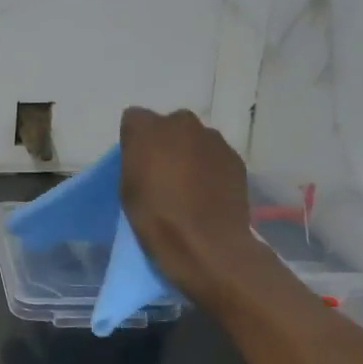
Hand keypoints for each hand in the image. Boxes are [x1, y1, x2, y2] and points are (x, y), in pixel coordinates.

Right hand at [119, 108, 258, 284]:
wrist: (206, 244)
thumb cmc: (155, 216)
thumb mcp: (127, 187)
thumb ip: (135, 159)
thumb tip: (146, 154)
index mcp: (147, 128)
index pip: (134, 119)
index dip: (134, 140)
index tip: (136, 162)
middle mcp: (181, 123)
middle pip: (168, 125)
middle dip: (165, 142)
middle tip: (163, 171)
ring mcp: (212, 139)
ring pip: (194, 139)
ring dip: (190, 153)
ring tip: (190, 184)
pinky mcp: (235, 157)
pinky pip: (215, 155)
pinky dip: (210, 167)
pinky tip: (208, 191)